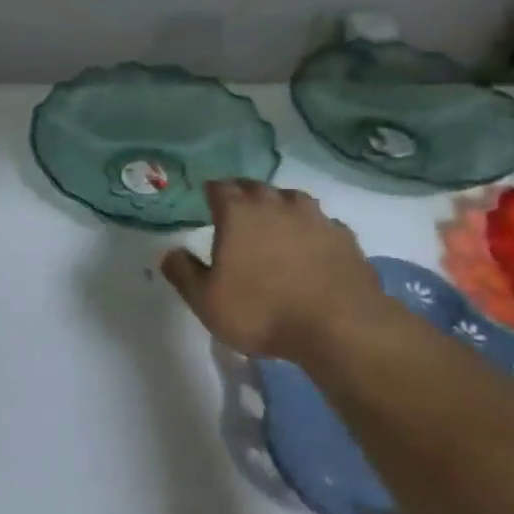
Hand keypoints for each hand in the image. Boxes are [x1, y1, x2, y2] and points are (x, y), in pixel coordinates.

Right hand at [161, 181, 392, 367]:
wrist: (340, 327)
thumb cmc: (263, 311)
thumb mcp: (207, 301)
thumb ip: (183, 273)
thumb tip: (169, 252)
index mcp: (239, 212)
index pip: (220, 187)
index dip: (212, 192)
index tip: (208, 200)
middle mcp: (276, 204)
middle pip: (255, 187)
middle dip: (243, 195)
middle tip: (237, 212)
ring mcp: (315, 217)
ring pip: (291, 199)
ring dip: (279, 207)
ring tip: (274, 225)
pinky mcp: (344, 235)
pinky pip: (320, 223)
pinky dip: (311, 230)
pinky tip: (311, 247)